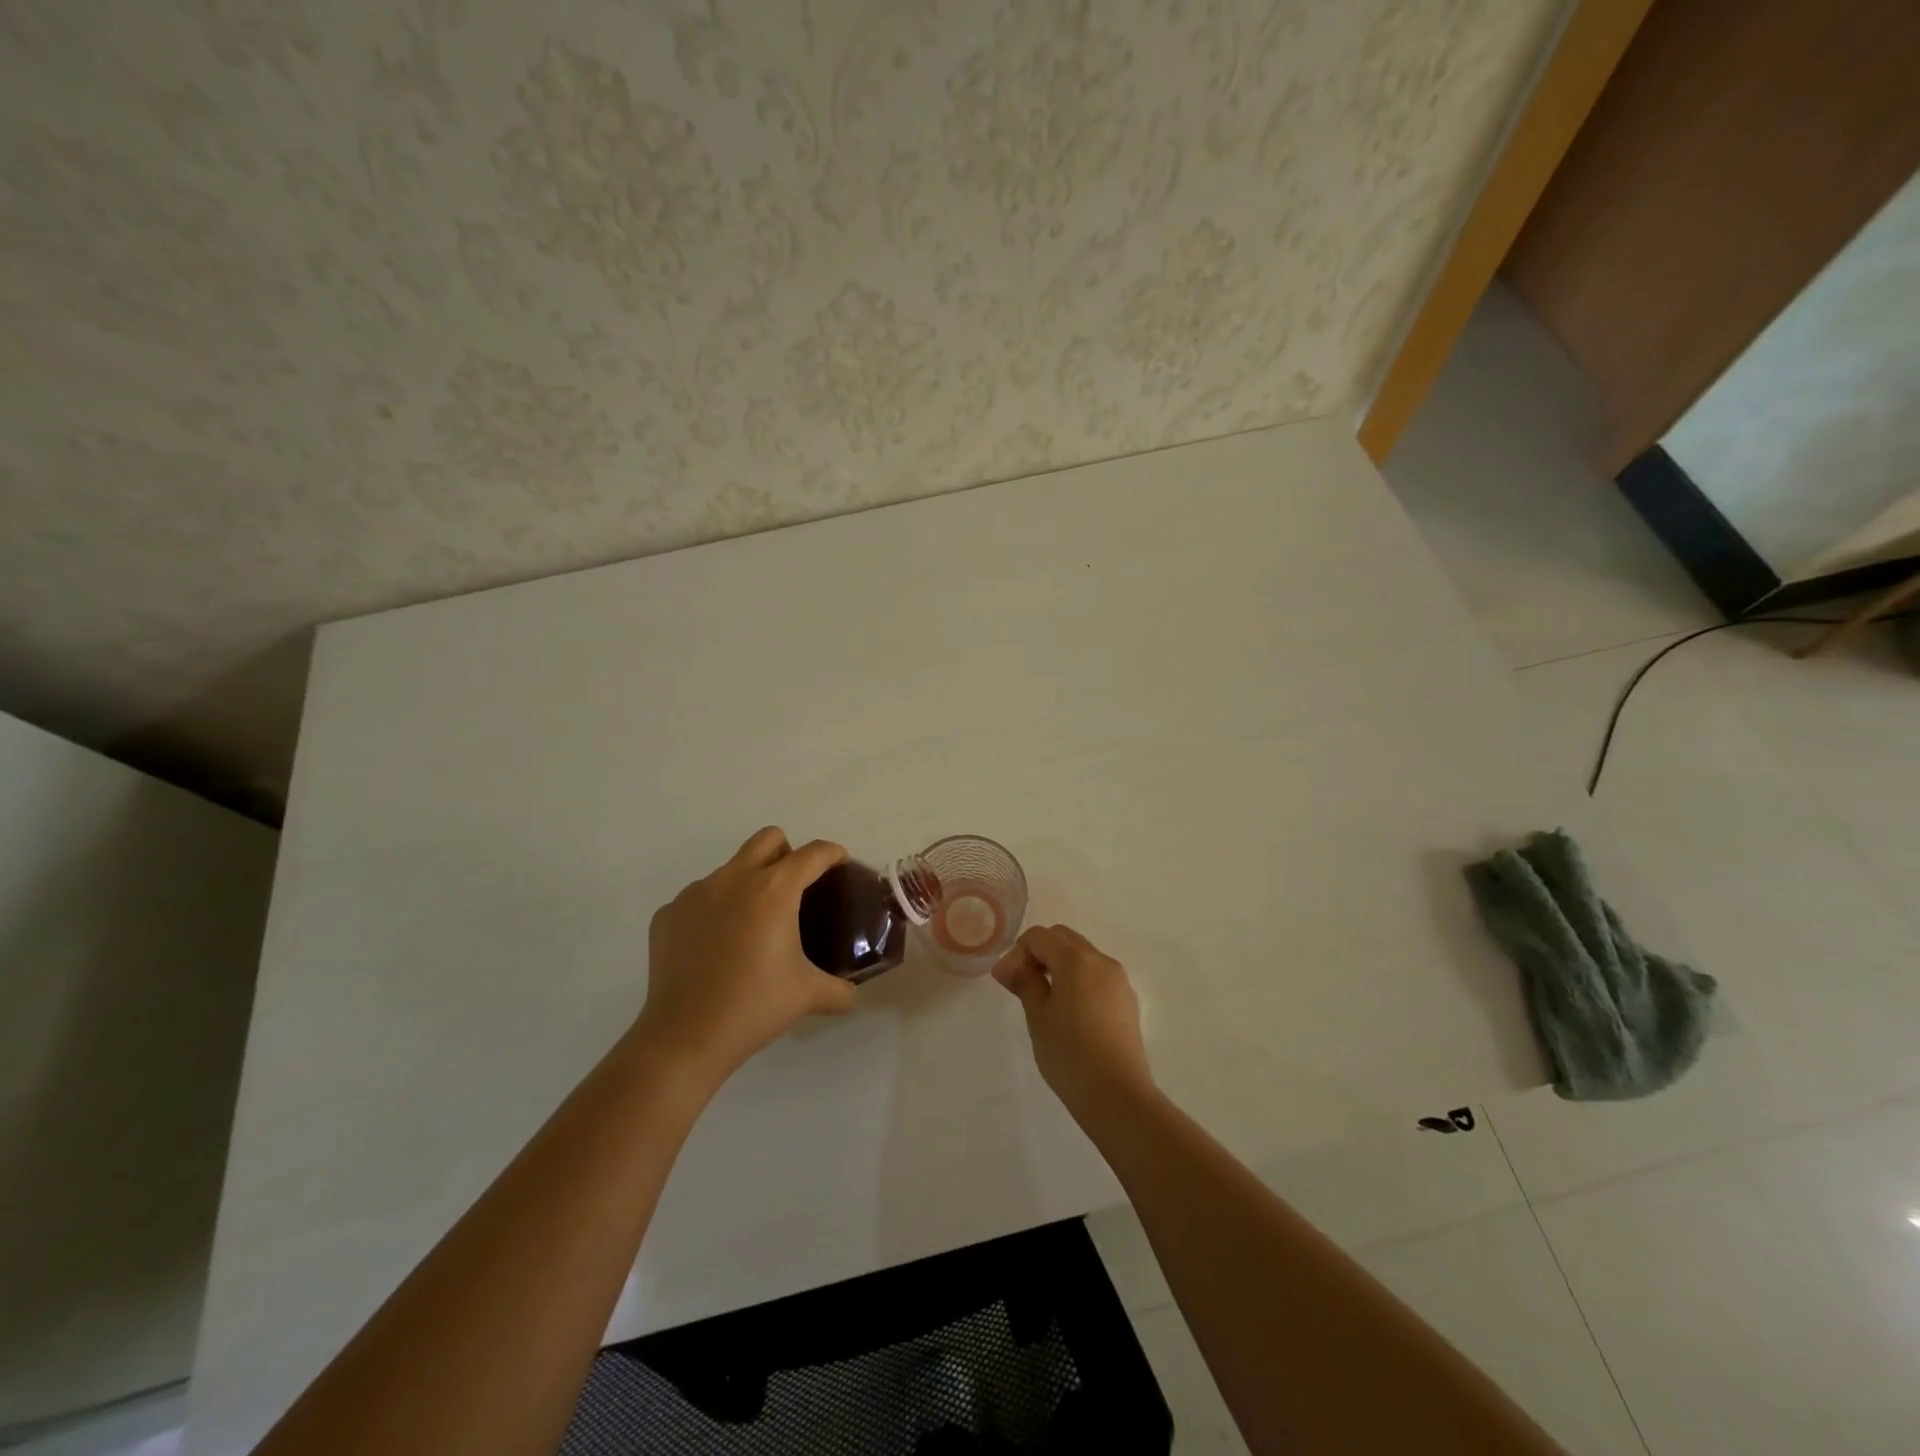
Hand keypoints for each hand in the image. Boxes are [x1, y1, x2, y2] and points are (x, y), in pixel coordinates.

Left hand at [635, 827, 856, 1091]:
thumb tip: (852, 992)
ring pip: (731, 868)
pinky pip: (700, 898)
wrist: (684, 1038)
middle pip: (768, 839)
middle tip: (796, 888)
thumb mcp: (809, 996)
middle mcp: (734, 879)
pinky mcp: (668, 914)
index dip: (832, 854)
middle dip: (788, 853)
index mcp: (774, 890)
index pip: (812, 854)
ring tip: (753, 926)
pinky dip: (715, 911)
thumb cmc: (754, 1007)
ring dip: (749, 883)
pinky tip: (717, 947)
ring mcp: (695, 893)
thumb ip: (840, 989)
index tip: (840, 863)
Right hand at [992, 924, 1155, 1123]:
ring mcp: (1119, 981)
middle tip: (1021, 984)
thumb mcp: (1038, 1016)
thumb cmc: (1069, 1053)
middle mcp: (1102, 961)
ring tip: (1043, 999)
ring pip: (1083, 957)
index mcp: (1077, 959)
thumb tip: (1008, 967)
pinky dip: (1078, 981)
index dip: (1017, 953)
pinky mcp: (1127, 1002)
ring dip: (1059, 966)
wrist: (1117, 1095)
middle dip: (1039, 953)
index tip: (1006, 981)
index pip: (1040, 936)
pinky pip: (1097, 977)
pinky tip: (1069, 1013)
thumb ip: (1024, 983)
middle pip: (1064, 939)